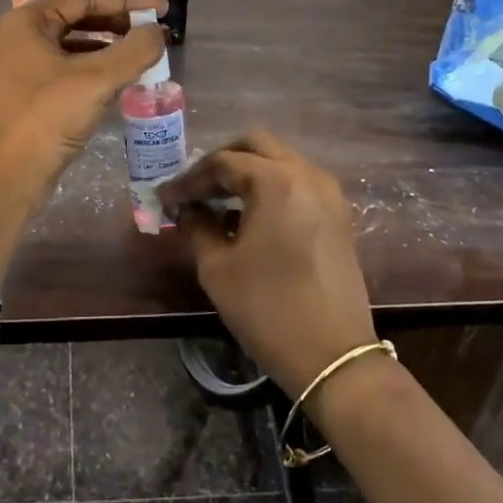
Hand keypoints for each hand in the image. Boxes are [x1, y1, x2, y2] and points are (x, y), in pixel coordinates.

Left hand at [0, 0, 165, 208]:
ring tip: (146, 56)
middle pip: (80, 17)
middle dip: (120, 23)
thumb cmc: (46, 119)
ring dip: (112, 47)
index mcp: (30, 21)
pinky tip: (123, 82)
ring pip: (77, 45)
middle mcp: (24, 37)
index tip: (162, 10)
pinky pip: (73, 70)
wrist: (7, 177)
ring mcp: (26, 67)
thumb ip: (134, 51)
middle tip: (156, 32)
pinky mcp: (34, 94)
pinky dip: (99, 70)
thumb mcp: (96, 80)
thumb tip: (158, 32)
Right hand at [158, 130, 377, 402]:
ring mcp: (328, 194)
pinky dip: (270, 187)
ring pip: (280, 161)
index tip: (165, 198)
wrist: (334, 356)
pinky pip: (297, 183)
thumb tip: (187, 209)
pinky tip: (248, 217)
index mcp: (276, 181)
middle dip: (220, 161)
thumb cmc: (267, 308)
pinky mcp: (338, 215)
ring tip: (216, 201)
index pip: (222, 163)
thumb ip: (198, 227)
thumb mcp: (218, 267)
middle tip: (194, 188)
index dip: (189, 180)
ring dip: (247, 172)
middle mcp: (307, 174)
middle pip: (256, 145)